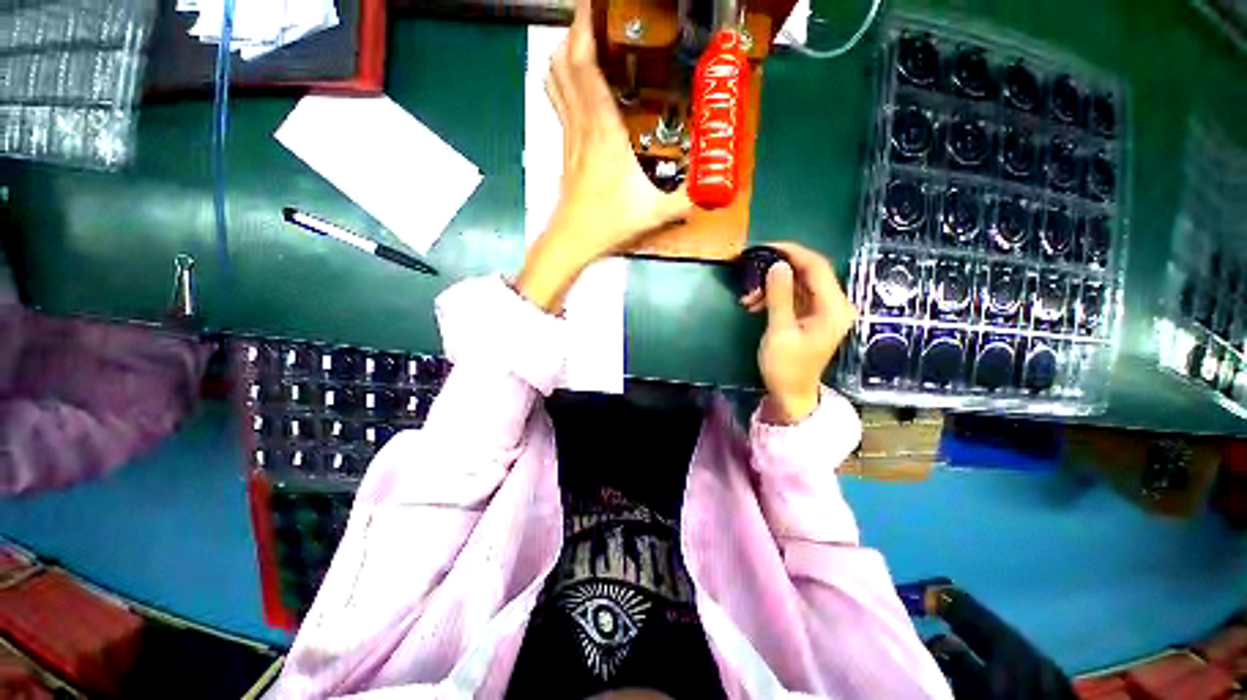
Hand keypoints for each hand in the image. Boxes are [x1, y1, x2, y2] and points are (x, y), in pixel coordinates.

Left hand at [515, 0, 690, 311]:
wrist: (574, 240)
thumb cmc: (609, 223)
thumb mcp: (655, 212)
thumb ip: (687, 199)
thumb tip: (713, 189)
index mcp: (603, 130)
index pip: (584, 66)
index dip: (585, 29)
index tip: (593, 7)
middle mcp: (581, 125)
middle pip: (564, 63)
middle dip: (574, 32)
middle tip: (592, 19)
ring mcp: (569, 137)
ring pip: (555, 82)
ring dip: (565, 54)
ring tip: (583, 41)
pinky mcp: (566, 150)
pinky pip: (560, 104)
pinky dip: (565, 83)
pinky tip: (579, 86)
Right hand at [740, 243, 857, 423]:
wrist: (791, 395)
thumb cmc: (786, 367)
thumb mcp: (779, 331)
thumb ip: (780, 296)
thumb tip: (777, 265)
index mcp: (833, 307)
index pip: (816, 266)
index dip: (791, 252)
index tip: (764, 247)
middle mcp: (834, 304)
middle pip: (808, 273)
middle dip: (778, 270)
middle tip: (750, 271)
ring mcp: (824, 311)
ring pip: (799, 284)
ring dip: (772, 285)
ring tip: (748, 298)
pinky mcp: (812, 317)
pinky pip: (794, 296)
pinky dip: (775, 296)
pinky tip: (755, 304)